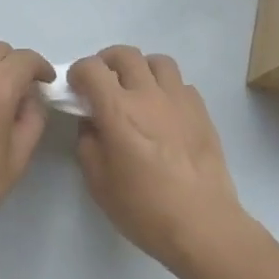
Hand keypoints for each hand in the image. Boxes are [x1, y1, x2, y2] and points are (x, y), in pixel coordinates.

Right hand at [68, 47, 263, 278]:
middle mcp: (149, 95)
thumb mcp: (98, 183)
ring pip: (158, 62)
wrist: (202, 224)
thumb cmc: (144, 209)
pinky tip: (163, 112)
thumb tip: (91, 123)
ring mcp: (180, 100)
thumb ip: (88, 144)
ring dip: (140, 69)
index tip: (76, 89)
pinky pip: (181, 84)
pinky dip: (166, 88)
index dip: (78, 73)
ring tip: (136, 91)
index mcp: (118, 110)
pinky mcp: (202, 112)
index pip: (92, 68)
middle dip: (106, 63)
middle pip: (125, 54)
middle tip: (102, 84)